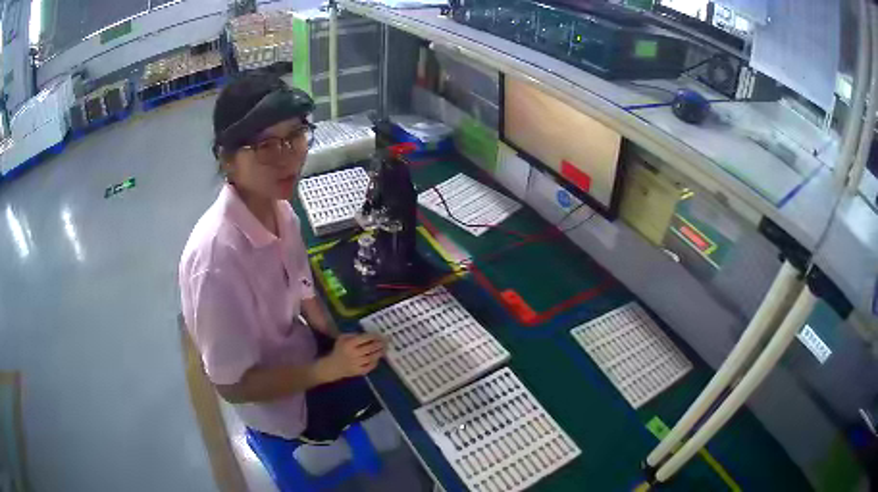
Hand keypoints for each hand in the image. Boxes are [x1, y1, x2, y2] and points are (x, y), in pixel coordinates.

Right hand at [323, 333, 385, 379]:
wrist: (333, 366)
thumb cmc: (339, 350)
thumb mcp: (342, 338)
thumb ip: (353, 334)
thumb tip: (367, 334)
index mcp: (349, 344)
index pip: (364, 338)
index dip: (374, 336)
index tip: (380, 334)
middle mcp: (353, 354)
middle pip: (370, 348)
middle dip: (380, 344)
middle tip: (387, 341)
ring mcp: (357, 364)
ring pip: (371, 357)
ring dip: (379, 353)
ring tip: (385, 349)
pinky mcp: (359, 372)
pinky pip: (370, 367)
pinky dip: (375, 362)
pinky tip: (378, 358)